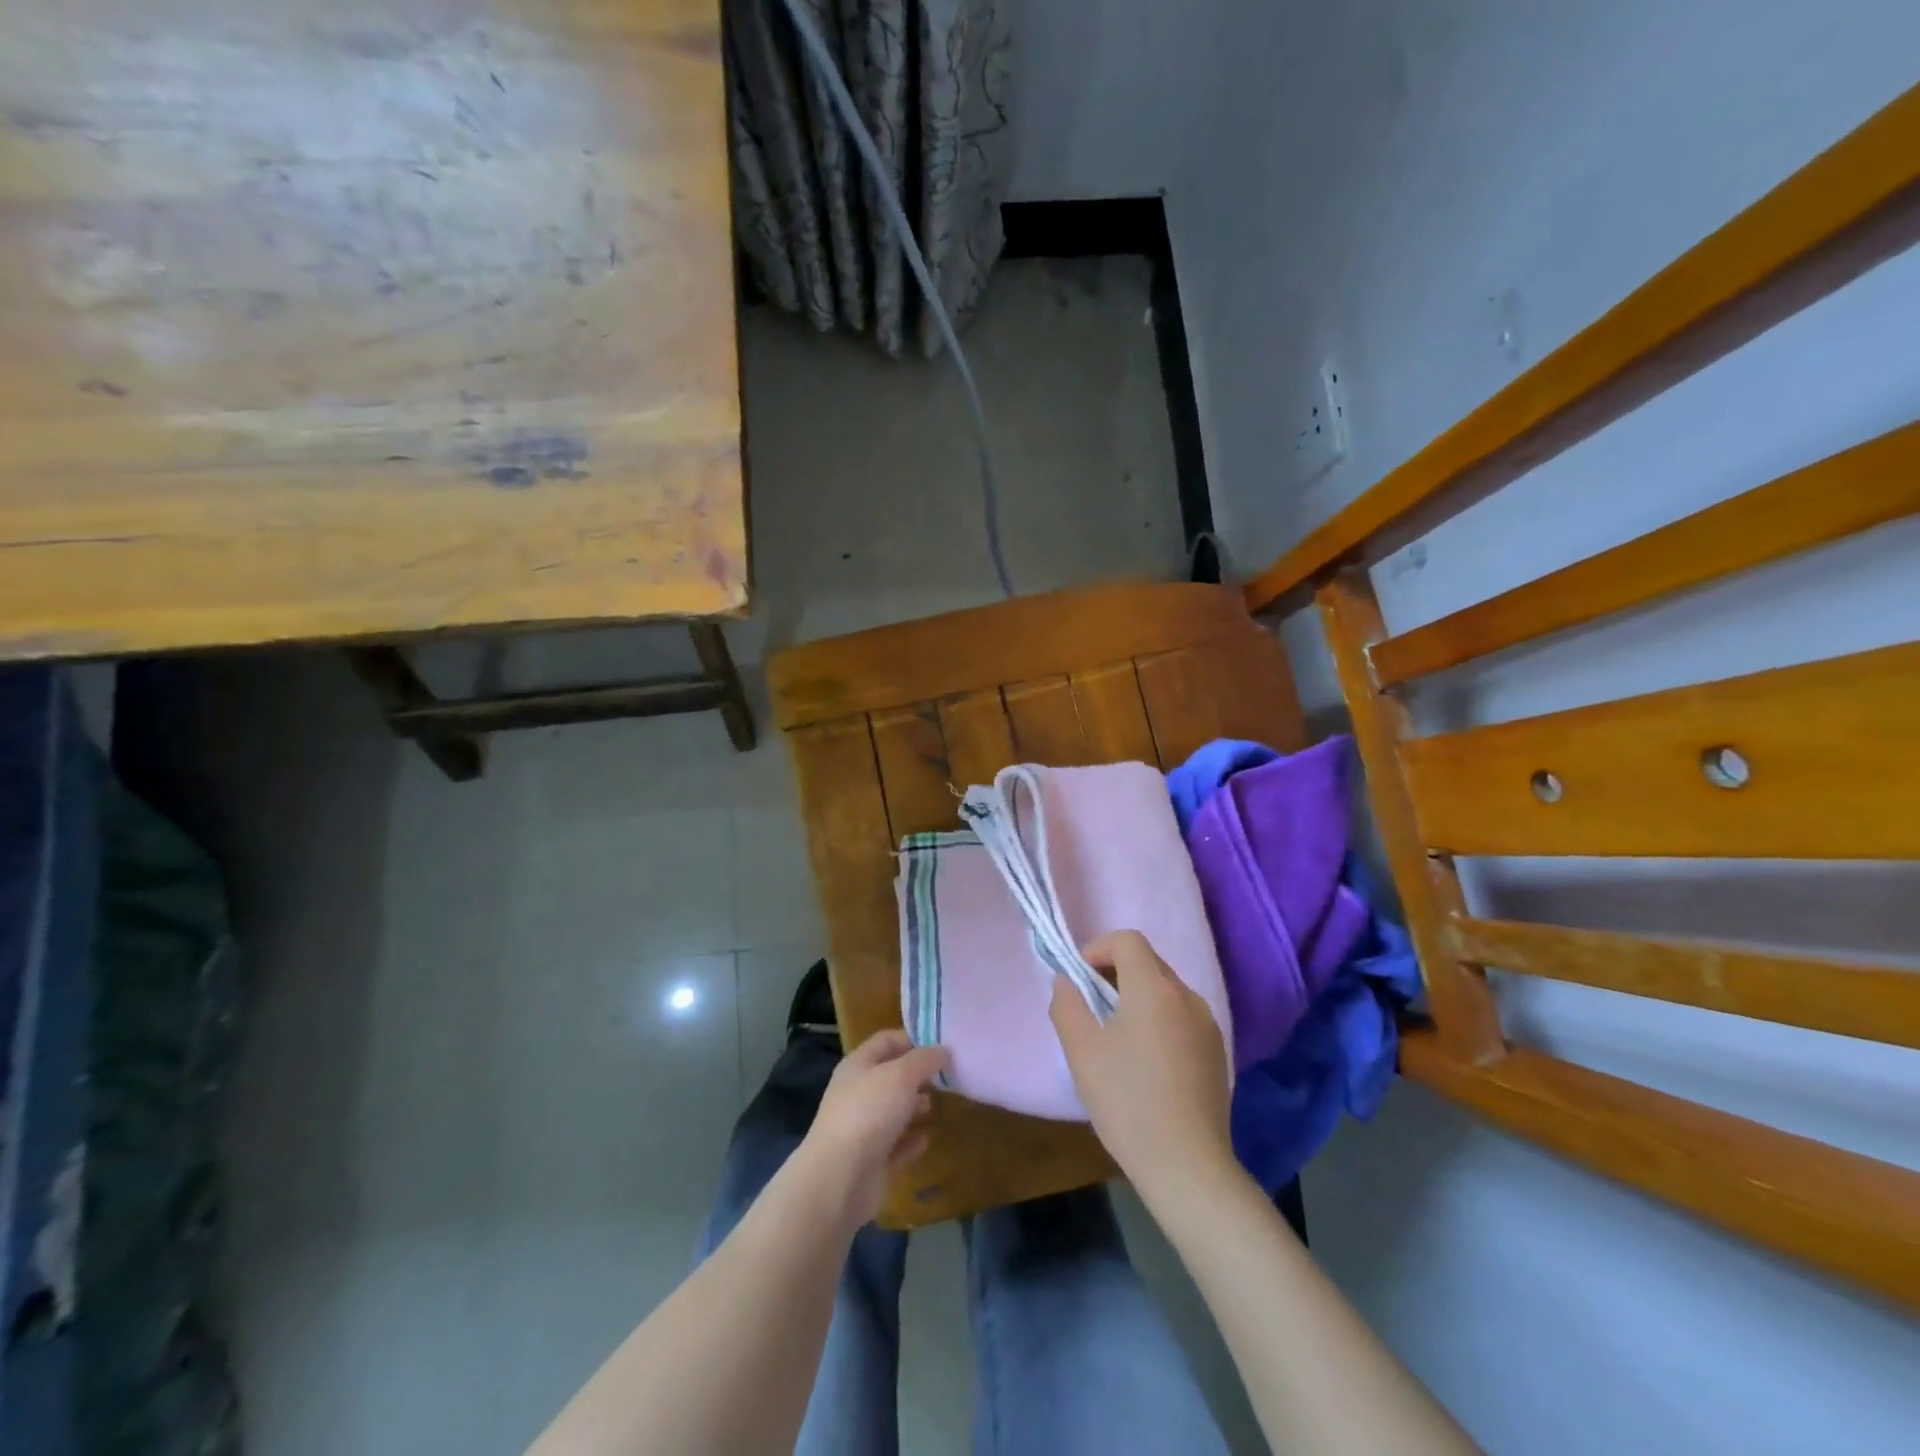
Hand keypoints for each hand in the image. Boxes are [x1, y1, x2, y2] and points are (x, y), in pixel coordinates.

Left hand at [797, 1030, 949, 1227]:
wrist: (839, 1178)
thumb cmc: (870, 1112)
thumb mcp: (902, 1075)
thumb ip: (924, 1060)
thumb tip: (943, 1051)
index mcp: (858, 1064)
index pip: (887, 1040)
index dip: (913, 1039)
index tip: (942, 1047)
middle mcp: (858, 1092)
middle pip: (891, 1075)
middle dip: (918, 1076)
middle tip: (946, 1078)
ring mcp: (862, 1127)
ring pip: (893, 1110)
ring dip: (914, 1108)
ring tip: (936, 1107)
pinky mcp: (870, 1160)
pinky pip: (894, 1144)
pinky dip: (910, 1141)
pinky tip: (925, 1140)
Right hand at [1050, 930, 1235, 1203]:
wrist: (1187, 1166)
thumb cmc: (1128, 1102)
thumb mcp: (1082, 1051)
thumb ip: (1067, 1004)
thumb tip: (1068, 982)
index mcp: (1154, 988)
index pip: (1127, 940)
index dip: (1098, 949)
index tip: (1080, 981)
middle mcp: (1187, 996)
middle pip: (1148, 962)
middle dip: (1115, 974)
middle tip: (1092, 1010)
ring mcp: (1208, 1024)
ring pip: (1166, 991)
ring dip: (1138, 998)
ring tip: (1118, 1039)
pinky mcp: (1217, 1052)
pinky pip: (1182, 1017)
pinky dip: (1159, 1021)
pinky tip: (1147, 1064)